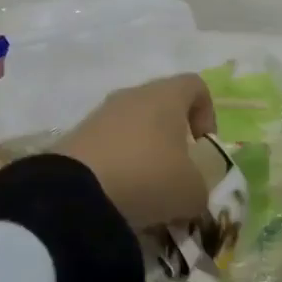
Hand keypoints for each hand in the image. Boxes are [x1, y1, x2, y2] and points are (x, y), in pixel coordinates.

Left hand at [57, 74, 217, 230]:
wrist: (74, 194)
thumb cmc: (148, 178)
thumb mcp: (192, 191)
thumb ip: (201, 187)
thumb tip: (192, 191)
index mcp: (166, 96)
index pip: (196, 85)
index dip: (207, 113)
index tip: (203, 146)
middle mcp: (132, 95)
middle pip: (162, 106)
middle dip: (173, 138)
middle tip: (177, 173)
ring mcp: (100, 114)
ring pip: (133, 127)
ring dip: (144, 154)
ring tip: (147, 191)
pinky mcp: (76, 137)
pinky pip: (108, 146)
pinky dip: (118, 166)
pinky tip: (119, 196)